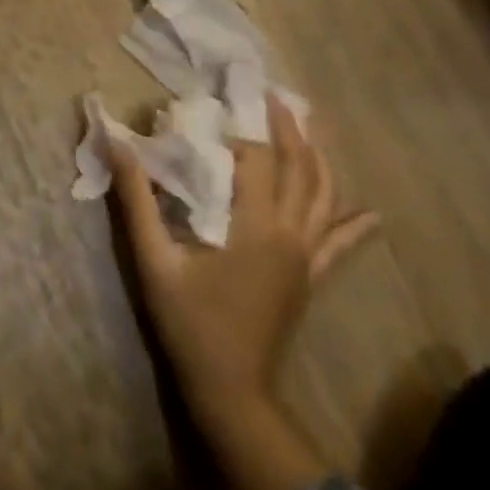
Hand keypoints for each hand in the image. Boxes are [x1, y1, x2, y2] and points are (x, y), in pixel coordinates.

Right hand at [111, 95, 375, 431]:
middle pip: (299, 168)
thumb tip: (117, 143)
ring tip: (308, 127)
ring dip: (318, 158)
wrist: (232, 393)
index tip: (224, 100)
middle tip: (275, 96)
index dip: (240, 128)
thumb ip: (137, 200)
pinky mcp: (311, 278)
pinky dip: (354, 226)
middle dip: (289, 129)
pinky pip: (340, 246)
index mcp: (256, 226)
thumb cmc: (191, 324)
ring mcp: (306, 258)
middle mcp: (290, 234)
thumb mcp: (155, 260)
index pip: (256, 159)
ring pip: (323, 197)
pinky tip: (372, 215)